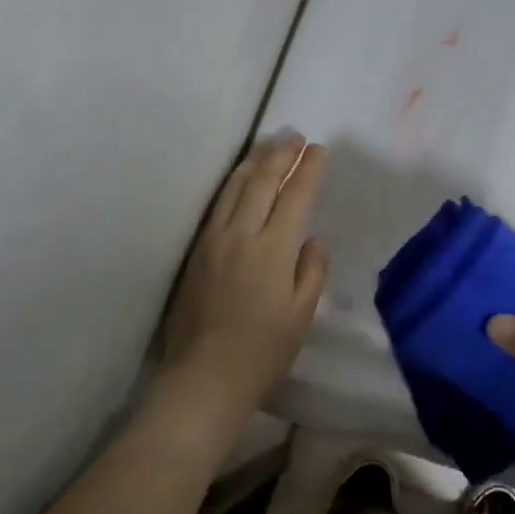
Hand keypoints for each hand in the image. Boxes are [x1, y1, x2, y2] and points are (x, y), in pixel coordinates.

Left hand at [159, 134, 328, 427]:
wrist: (204, 377)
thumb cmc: (263, 351)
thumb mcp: (302, 314)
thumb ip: (311, 270)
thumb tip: (313, 239)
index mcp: (272, 249)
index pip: (294, 196)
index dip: (308, 170)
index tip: (319, 149)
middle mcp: (241, 235)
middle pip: (261, 182)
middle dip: (280, 154)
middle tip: (295, 136)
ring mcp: (213, 240)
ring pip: (234, 188)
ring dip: (253, 161)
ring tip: (269, 145)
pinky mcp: (195, 251)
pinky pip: (216, 205)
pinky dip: (232, 184)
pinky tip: (238, 178)